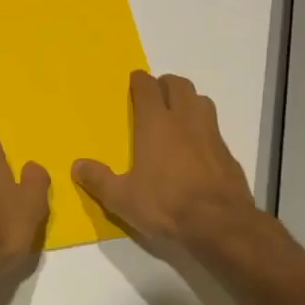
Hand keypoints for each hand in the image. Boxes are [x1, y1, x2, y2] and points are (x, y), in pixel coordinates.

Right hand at [73, 71, 258, 258]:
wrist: (219, 224)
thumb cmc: (166, 204)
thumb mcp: (122, 198)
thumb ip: (99, 180)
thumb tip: (76, 166)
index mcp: (156, 123)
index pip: (147, 87)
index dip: (139, 80)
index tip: (134, 82)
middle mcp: (184, 120)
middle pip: (179, 85)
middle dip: (166, 84)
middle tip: (156, 96)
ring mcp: (210, 133)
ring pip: (201, 100)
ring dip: (189, 101)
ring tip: (178, 115)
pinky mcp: (227, 152)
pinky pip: (214, 127)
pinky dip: (204, 128)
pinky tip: (198, 147)